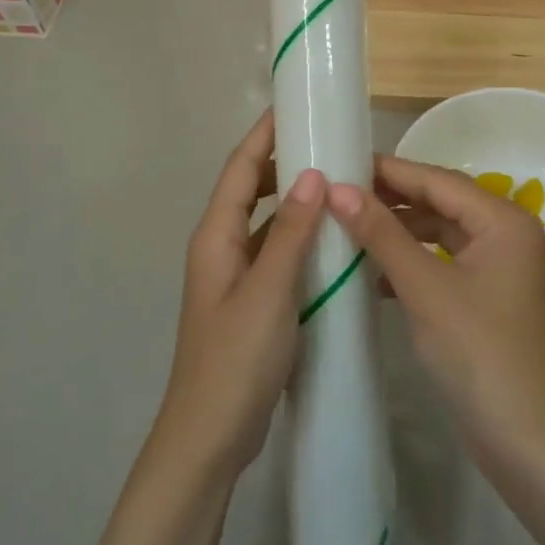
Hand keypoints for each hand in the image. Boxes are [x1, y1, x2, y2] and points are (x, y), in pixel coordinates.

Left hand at [150, 111, 324, 480]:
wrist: (208, 438)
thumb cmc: (235, 361)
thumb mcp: (269, 293)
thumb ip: (291, 235)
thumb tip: (313, 175)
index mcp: (216, 236)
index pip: (241, 169)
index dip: (264, 135)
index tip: (294, 106)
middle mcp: (221, 246)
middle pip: (251, 189)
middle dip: (282, 160)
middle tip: (326, 142)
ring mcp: (234, 275)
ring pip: (266, 222)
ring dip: (294, 200)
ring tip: (335, 181)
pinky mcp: (250, 300)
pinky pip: (275, 252)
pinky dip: (299, 237)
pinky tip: (330, 240)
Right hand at [328, 156, 544, 460]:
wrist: (529, 442)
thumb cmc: (479, 354)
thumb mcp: (425, 288)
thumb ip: (382, 234)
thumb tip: (337, 189)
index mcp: (502, 221)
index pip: (436, 180)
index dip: (388, 171)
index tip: (340, 162)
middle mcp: (505, 233)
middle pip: (440, 201)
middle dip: (391, 199)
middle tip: (337, 192)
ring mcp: (498, 267)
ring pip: (439, 232)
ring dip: (398, 231)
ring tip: (348, 225)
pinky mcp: (486, 296)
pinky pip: (442, 261)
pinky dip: (410, 261)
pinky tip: (372, 272)